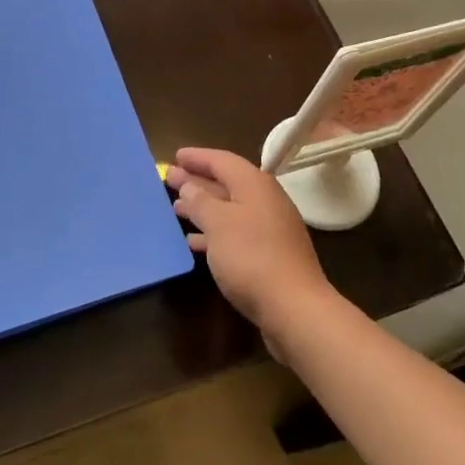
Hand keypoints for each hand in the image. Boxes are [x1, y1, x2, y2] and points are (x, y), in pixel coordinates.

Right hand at [167, 147, 340, 357]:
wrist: (294, 308)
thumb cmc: (251, 257)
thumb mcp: (217, 223)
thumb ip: (200, 201)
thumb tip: (188, 184)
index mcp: (254, 184)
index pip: (222, 160)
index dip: (197, 157)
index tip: (175, 156)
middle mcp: (265, 200)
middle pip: (226, 183)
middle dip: (197, 182)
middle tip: (170, 180)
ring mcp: (270, 229)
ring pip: (230, 210)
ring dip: (203, 208)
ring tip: (176, 210)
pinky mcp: (270, 255)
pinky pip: (236, 233)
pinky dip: (214, 233)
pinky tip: (195, 242)